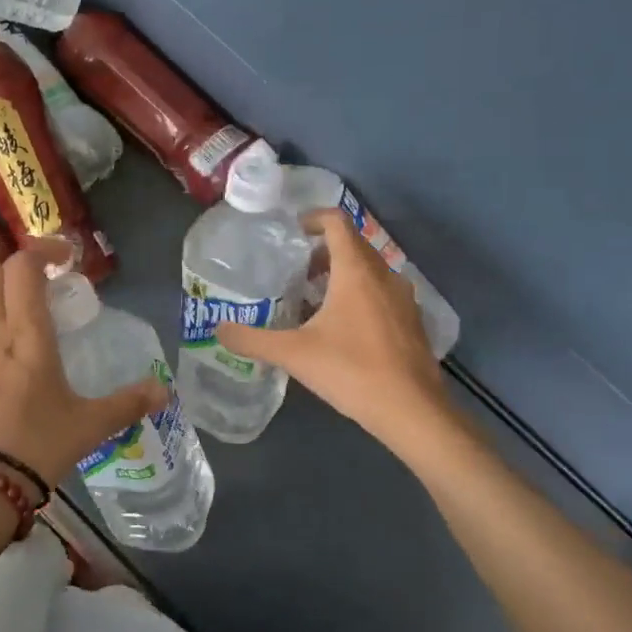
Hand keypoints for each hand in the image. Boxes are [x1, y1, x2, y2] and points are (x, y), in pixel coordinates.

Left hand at [0, 248, 165, 488]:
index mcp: (25, 333)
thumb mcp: (88, 426)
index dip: (42, 251)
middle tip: (47, 291)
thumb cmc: (35, 446)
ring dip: (3, 308)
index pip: (23, 266)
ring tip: (30, 340)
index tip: (65, 259)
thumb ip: (127, 404)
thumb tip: (163, 392)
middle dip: (19, 272)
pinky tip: (6, 378)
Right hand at [216, 210, 446, 445]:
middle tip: (295, 272)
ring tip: (314, 300)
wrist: (413, 412)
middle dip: (323, 251)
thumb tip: (218, 330)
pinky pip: (382, 293)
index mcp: (356, 271)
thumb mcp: (294, 355)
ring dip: (342, 274)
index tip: (291, 232)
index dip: (313, 219)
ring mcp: (404, 298)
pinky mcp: (412, 321)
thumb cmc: (352, 371)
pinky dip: (360, 295)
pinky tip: (342, 329)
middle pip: (353, 244)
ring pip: (369, 270)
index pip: (337, 222)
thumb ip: (253, 339)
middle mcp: (385, 275)